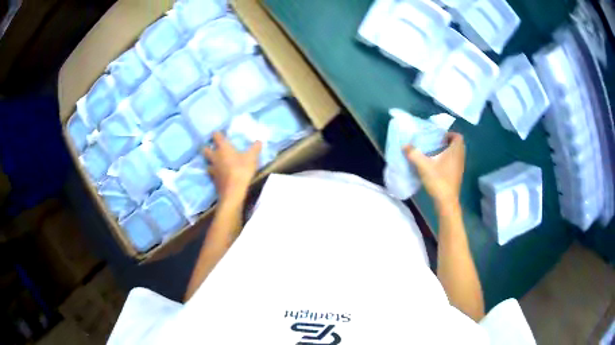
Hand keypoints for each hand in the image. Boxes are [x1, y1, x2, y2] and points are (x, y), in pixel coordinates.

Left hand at [203, 132, 261, 203]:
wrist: (233, 191)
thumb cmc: (242, 170)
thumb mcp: (252, 158)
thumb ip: (255, 148)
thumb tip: (259, 141)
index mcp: (223, 148)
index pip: (216, 136)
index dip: (217, 133)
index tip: (220, 133)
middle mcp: (215, 156)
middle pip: (205, 149)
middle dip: (208, 147)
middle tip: (214, 148)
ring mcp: (212, 168)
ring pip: (207, 162)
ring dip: (210, 161)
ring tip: (216, 162)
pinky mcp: (213, 179)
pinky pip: (211, 173)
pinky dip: (214, 172)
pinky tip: (218, 174)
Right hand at [404, 132, 464, 209]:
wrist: (446, 201)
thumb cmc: (438, 180)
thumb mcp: (423, 165)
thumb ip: (414, 154)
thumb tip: (405, 145)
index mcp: (455, 151)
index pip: (458, 136)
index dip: (449, 134)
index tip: (439, 137)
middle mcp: (460, 157)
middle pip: (457, 145)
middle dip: (447, 142)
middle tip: (435, 144)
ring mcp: (460, 168)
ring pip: (456, 154)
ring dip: (447, 152)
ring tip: (434, 154)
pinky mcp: (457, 176)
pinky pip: (454, 163)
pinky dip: (448, 161)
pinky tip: (437, 166)